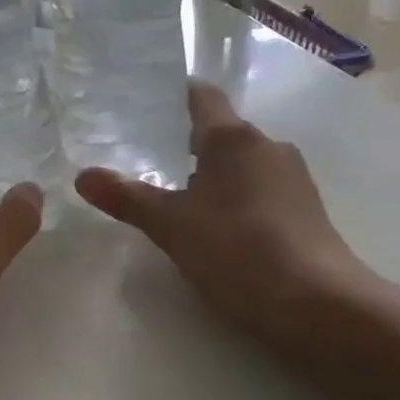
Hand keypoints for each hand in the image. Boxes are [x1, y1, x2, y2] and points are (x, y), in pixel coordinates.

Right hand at [75, 82, 382, 346]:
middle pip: (223, 133)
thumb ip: (128, 198)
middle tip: (151, 165)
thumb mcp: (172, 227)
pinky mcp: (308, 209)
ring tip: (183, 203)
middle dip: (190, 146)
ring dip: (216, 176)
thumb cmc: (237, 250)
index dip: (176, 96)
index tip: (149, 105)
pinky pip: (263, 189)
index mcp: (233, 138)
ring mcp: (293, 177)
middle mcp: (268, 146)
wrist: (317, 303)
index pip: (202, 97)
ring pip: (244, 163)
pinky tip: (224, 230)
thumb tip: (82, 176)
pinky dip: (239, 199)